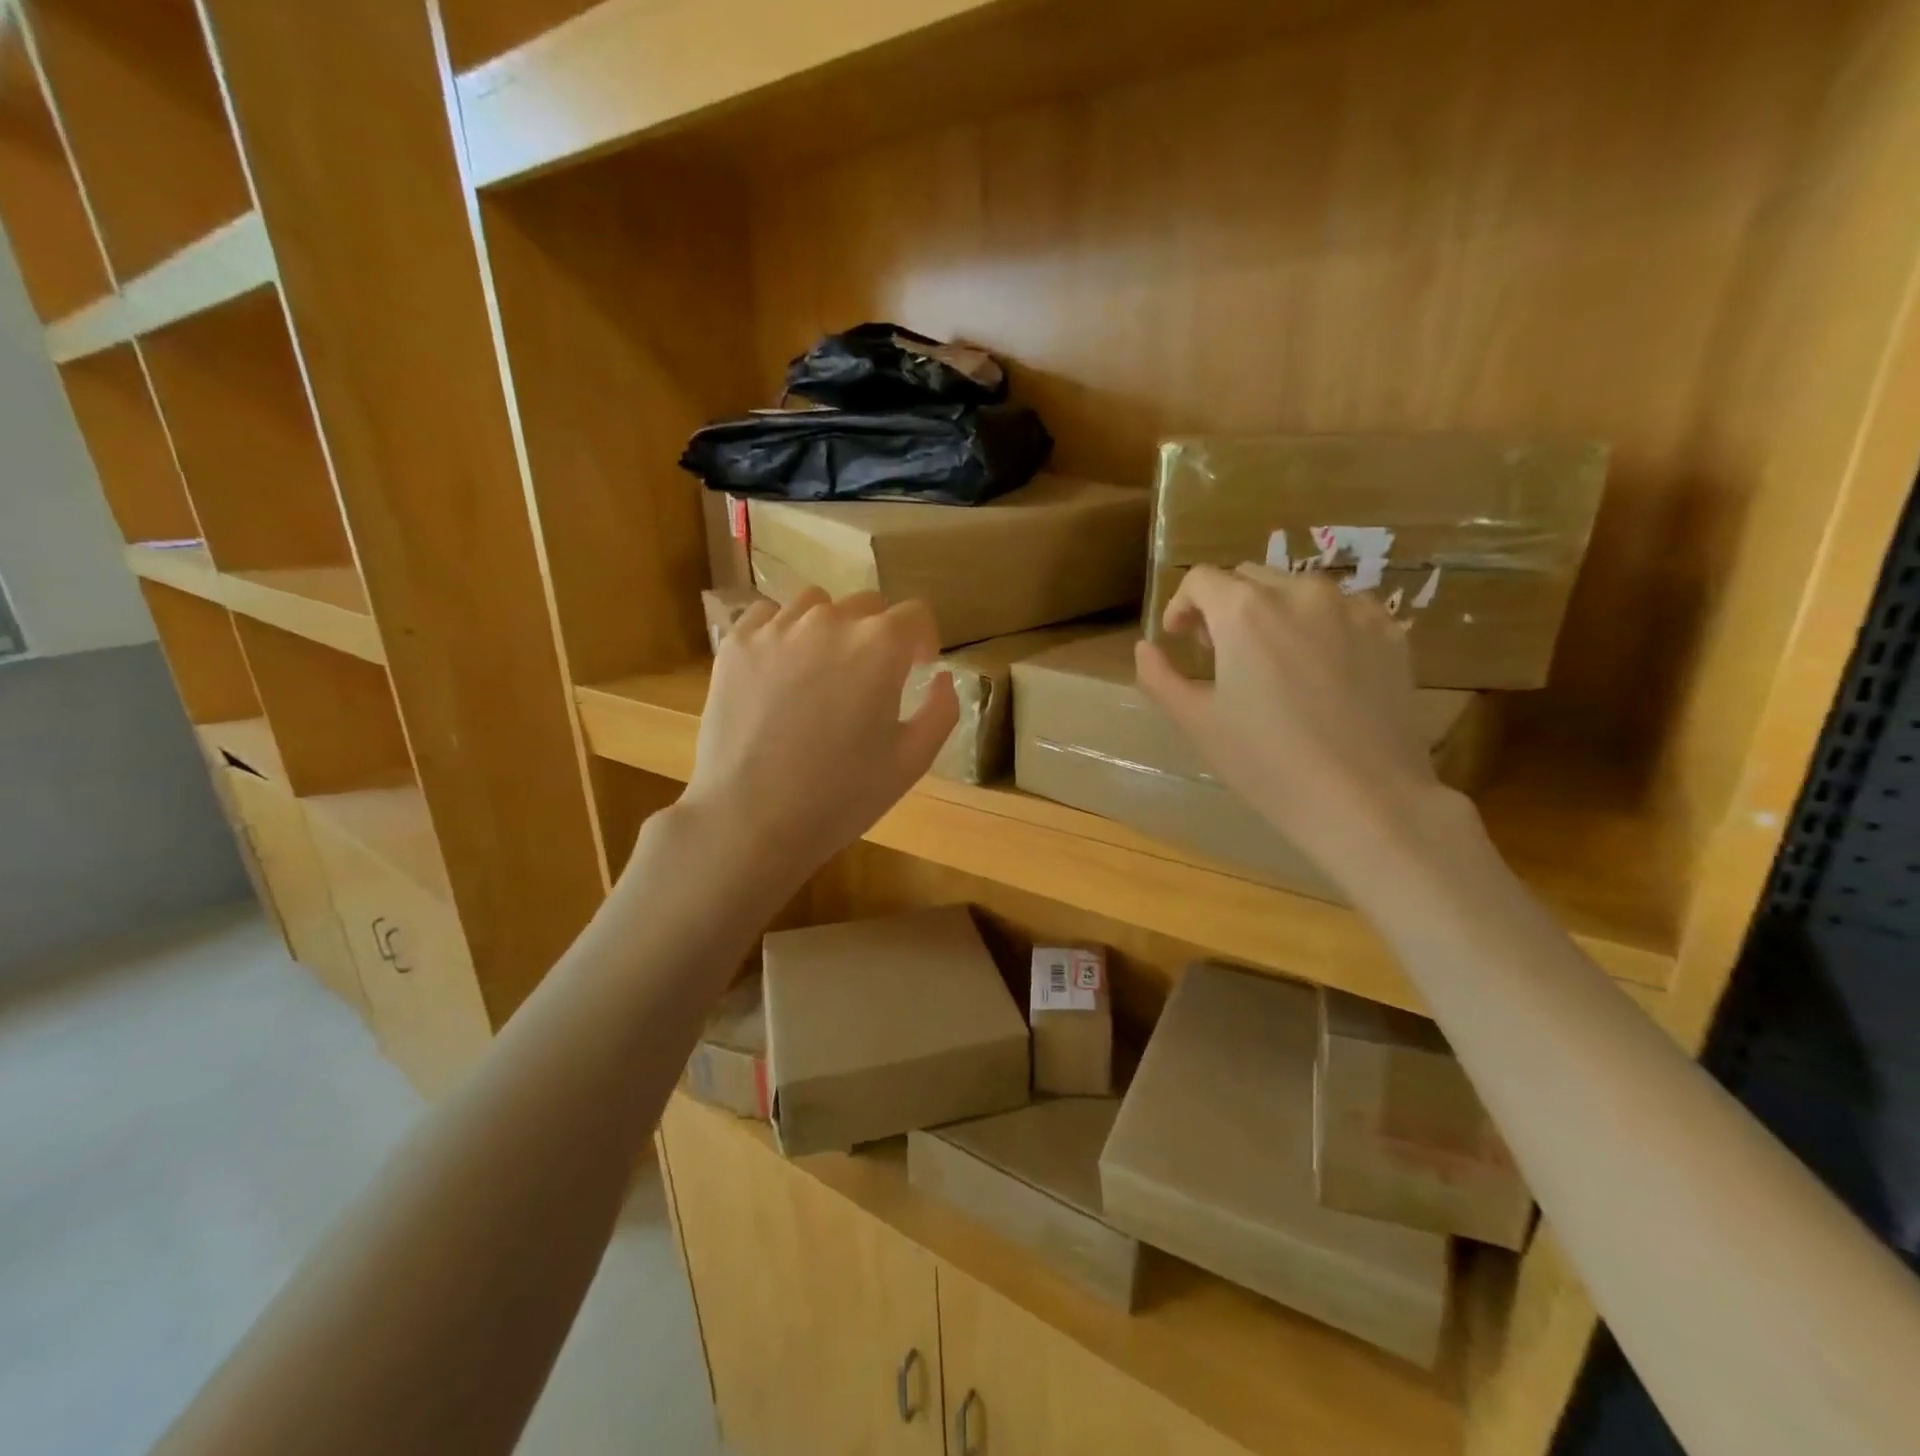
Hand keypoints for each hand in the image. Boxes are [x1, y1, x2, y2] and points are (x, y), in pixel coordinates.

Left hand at [682, 589, 958, 881]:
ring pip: (815, 604)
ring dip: (830, 627)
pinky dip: (782, 632)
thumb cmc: (840, 796)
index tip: (919, 667)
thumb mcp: (911, 761)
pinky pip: (767, 616)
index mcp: (879, 646)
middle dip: (879, 634)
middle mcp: (830, 621)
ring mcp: (776, 628)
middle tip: (870, 677)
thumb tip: (941, 678)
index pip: (915, 614)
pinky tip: (780, 669)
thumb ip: (941, 710)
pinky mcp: (735, 644)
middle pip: (867, 605)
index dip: (923, 640)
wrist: (749, 819)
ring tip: (823, 669)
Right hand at [1135, 565, 1457, 890]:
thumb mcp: (1197, 722)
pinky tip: (1320, 669)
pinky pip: (1342, 609)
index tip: (1180, 639)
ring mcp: (1351, 607)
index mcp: (1244, 611)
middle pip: (1247, 578)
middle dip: (1224, 607)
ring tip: (1273, 661)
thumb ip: (1159, 676)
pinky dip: (1319, 624)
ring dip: (1272, 612)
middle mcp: (1298, 592)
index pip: (1200, 580)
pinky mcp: (1388, 630)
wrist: (1364, 798)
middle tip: (1222, 654)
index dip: (1181, 605)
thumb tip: (1145, 648)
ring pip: (1296, 589)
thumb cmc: (1267, 762)